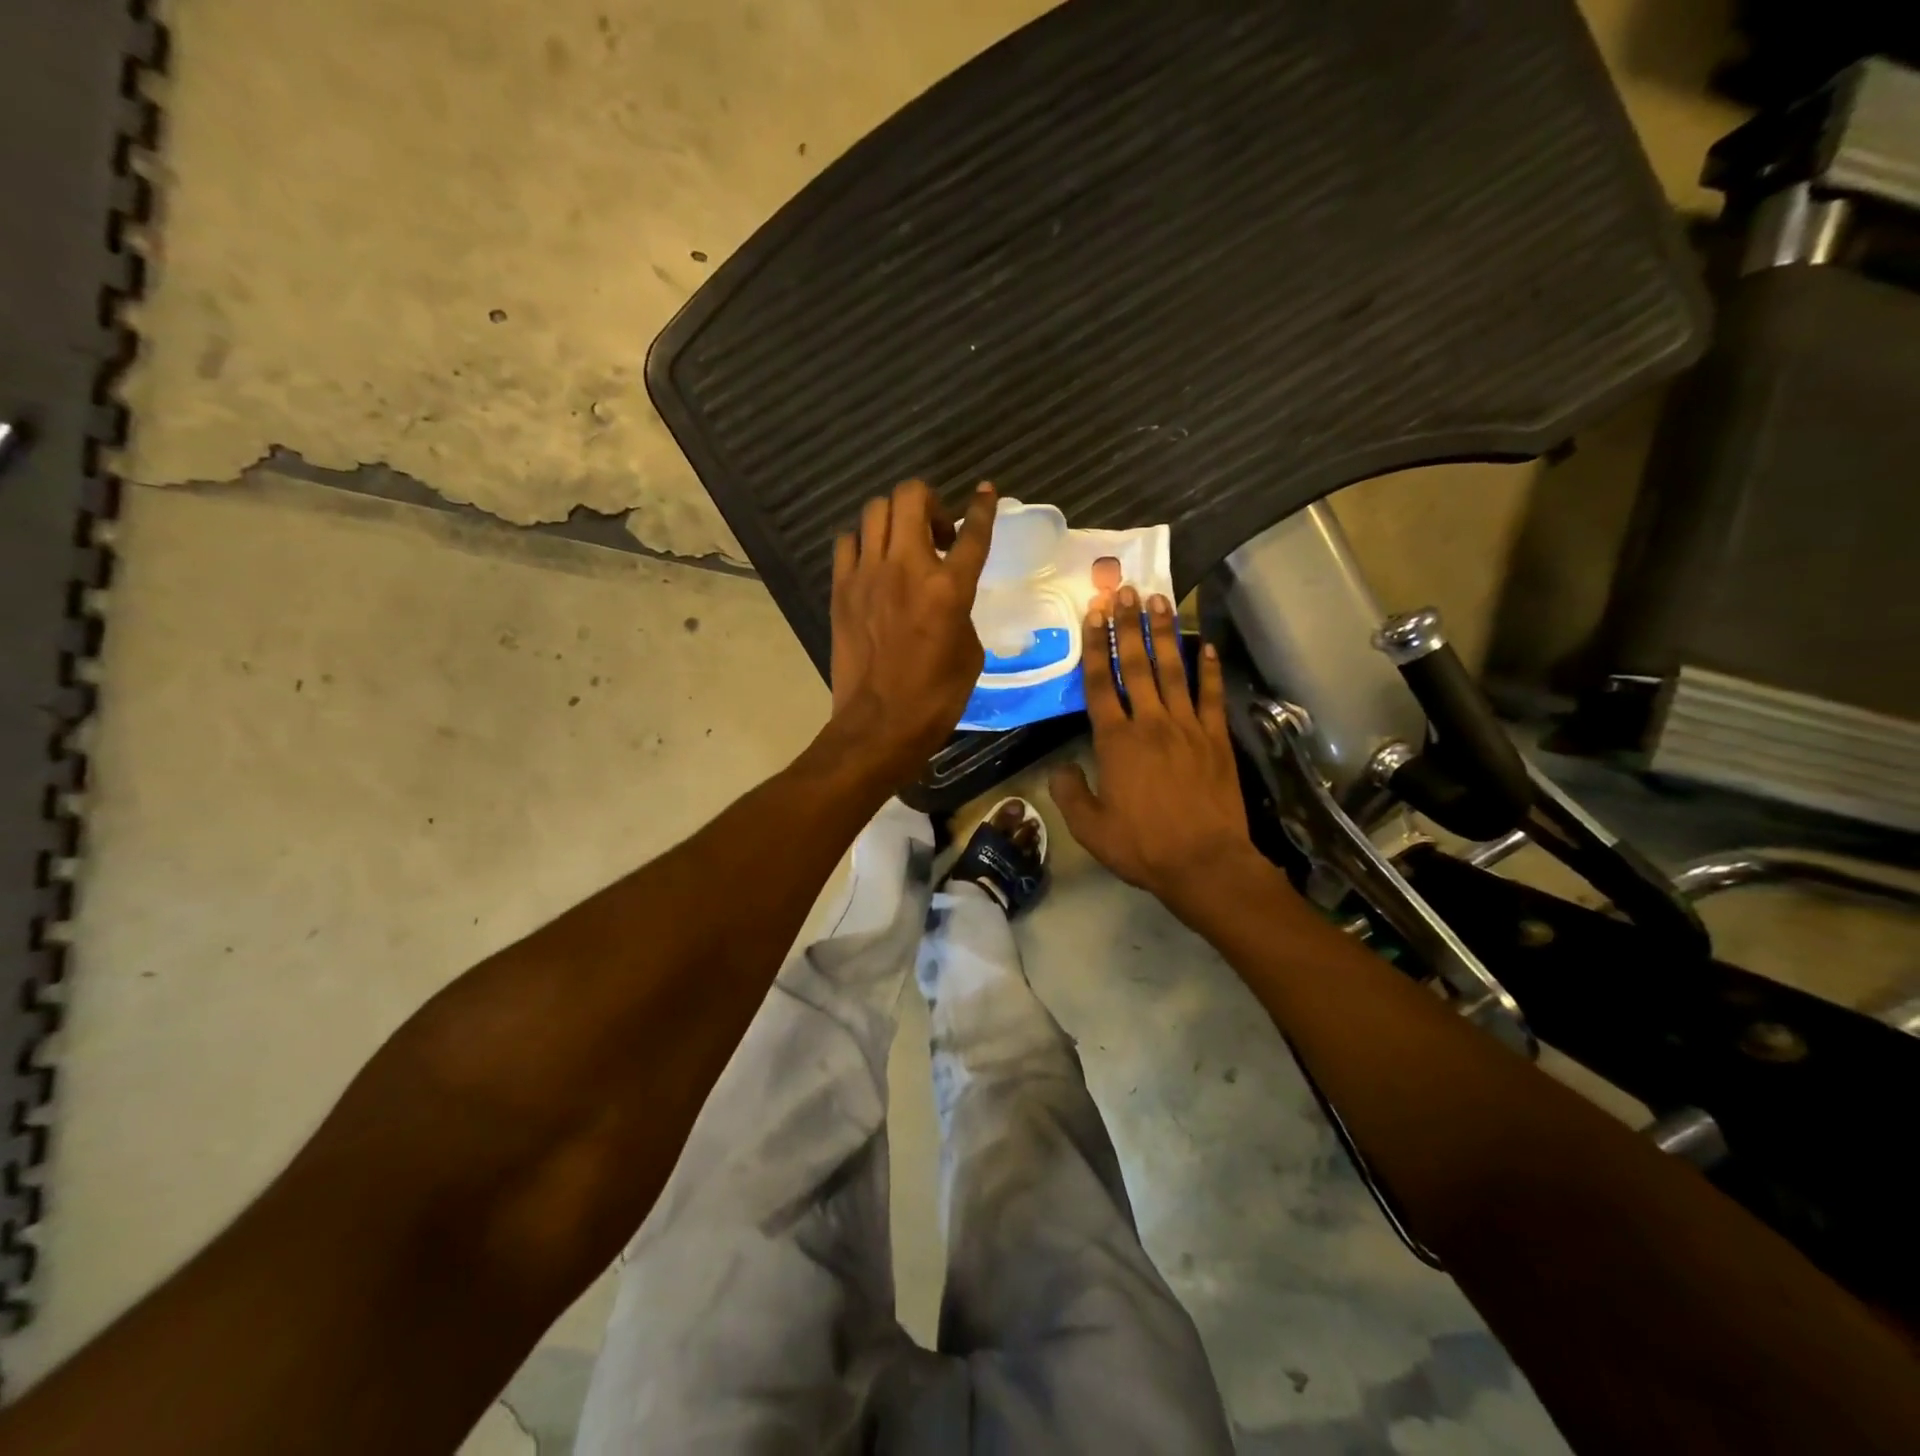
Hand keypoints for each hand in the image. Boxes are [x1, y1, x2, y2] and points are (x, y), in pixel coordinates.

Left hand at [826, 479, 996, 785]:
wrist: (879, 724)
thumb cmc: (936, 697)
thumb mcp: (970, 652)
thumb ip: (961, 609)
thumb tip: (946, 594)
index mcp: (949, 588)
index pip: (973, 532)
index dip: (983, 507)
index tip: (985, 492)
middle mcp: (906, 568)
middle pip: (911, 496)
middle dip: (929, 503)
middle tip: (937, 533)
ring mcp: (867, 575)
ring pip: (875, 510)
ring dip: (895, 519)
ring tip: (903, 545)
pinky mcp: (841, 588)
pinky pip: (848, 541)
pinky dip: (863, 543)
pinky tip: (873, 564)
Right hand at [1050, 589, 1269, 922]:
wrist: (1204, 863)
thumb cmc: (1142, 846)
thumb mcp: (1090, 828)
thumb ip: (1070, 793)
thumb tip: (1061, 769)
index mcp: (1115, 741)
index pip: (1101, 683)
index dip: (1096, 645)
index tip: (1094, 613)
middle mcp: (1150, 723)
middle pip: (1138, 664)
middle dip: (1129, 625)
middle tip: (1126, 589)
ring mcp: (1187, 727)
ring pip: (1174, 670)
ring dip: (1165, 634)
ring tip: (1160, 601)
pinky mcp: (1216, 739)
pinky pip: (1211, 696)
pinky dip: (1209, 669)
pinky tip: (1206, 645)